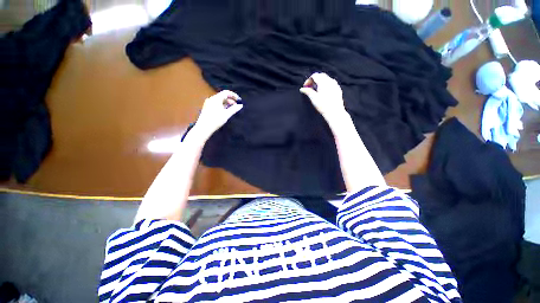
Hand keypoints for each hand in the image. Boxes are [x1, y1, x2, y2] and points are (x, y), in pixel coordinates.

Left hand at [193, 90, 242, 139]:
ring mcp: (208, 103)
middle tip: (236, 106)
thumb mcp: (227, 114)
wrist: (204, 128)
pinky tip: (225, 111)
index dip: (234, 95)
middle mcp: (211, 98)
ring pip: (219, 100)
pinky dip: (222, 105)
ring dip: (226, 103)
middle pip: (223, 96)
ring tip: (231, 109)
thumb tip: (240, 105)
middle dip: (230, 100)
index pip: (226, 92)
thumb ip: (234, 109)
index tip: (239, 100)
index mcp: (216, 98)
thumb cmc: (216, 120)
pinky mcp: (207, 107)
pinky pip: (216, 103)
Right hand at [299, 73, 346, 123]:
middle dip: (314, 80)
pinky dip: (325, 85)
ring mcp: (335, 84)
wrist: (334, 112)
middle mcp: (330, 81)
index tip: (305, 87)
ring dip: (319, 82)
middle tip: (310, 88)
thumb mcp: (313, 98)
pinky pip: (330, 83)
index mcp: (323, 82)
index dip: (308, 80)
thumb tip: (302, 89)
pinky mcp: (338, 89)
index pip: (314, 75)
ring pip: (326, 79)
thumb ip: (308, 91)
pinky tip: (323, 93)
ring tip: (316, 90)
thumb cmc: (323, 105)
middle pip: (320, 76)